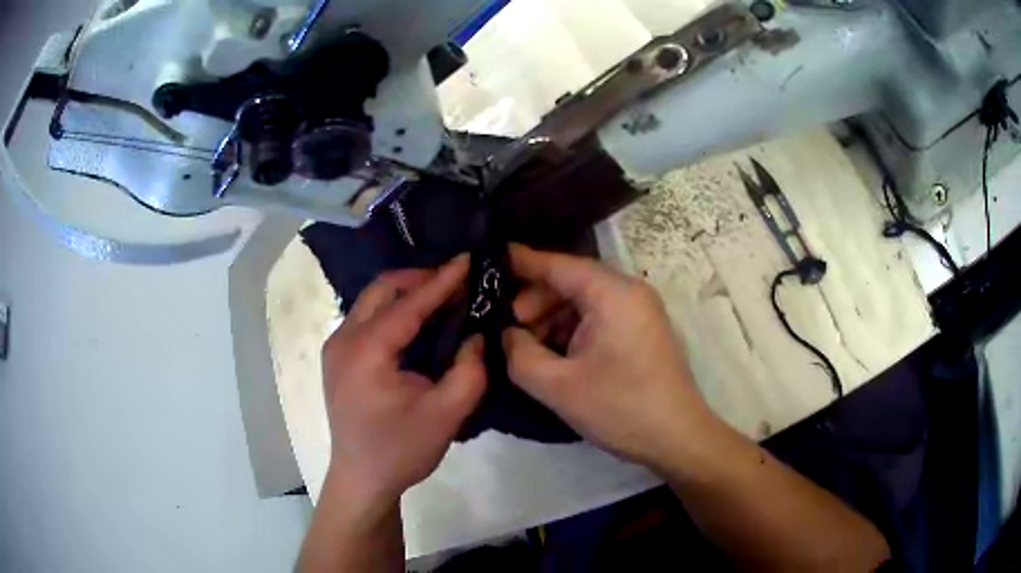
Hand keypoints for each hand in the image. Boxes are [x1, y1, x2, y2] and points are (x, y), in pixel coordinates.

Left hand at [321, 256, 486, 502]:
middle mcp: (343, 340)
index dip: (441, 280)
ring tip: (440, 297)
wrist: (362, 478)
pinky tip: (416, 322)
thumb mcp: (446, 416)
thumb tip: (475, 336)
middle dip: (419, 279)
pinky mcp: (338, 358)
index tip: (467, 259)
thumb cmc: (401, 450)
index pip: (408, 305)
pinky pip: (365, 319)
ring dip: (405, 293)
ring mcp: (336, 347)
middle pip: (381, 290)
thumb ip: (469, 372)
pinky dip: (392, 311)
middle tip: (454, 280)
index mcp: (366, 351)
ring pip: (370, 301)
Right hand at [503, 245, 712, 467]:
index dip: (519, 262)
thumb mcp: (557, 386)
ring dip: (552, 318)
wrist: (677, 438)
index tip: (485, 262)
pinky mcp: (642, 330)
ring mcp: (639, 310)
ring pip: (584, 300)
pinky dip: (573, 329)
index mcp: (612, 293)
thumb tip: (507, 334)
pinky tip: (555, 354)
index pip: (557, 264)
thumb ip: (519, 354)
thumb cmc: (620, 408)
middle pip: (570, 281)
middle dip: (534, 301)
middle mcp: (629, 291)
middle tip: (507, 328)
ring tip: (528, 347)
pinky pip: (599, 317)